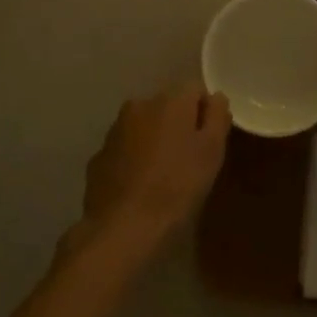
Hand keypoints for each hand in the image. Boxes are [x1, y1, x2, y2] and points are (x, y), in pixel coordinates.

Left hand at [76, 85, 230, 260]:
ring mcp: (114, 130)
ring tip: (163, 175)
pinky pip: (125, 149)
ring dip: (155, 141)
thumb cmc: (177, 185)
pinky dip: (134, 159)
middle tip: (189, 159)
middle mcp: (139, 104)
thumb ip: (218, 116)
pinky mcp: (99, 156)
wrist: (123, 227)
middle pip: (168, 106)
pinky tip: (140, 186)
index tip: (209, 141)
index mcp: (169, 100)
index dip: (206, 112)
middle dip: (179, 125)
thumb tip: (216, 97)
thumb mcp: (212, 151)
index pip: (195, 90)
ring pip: (144, 127)